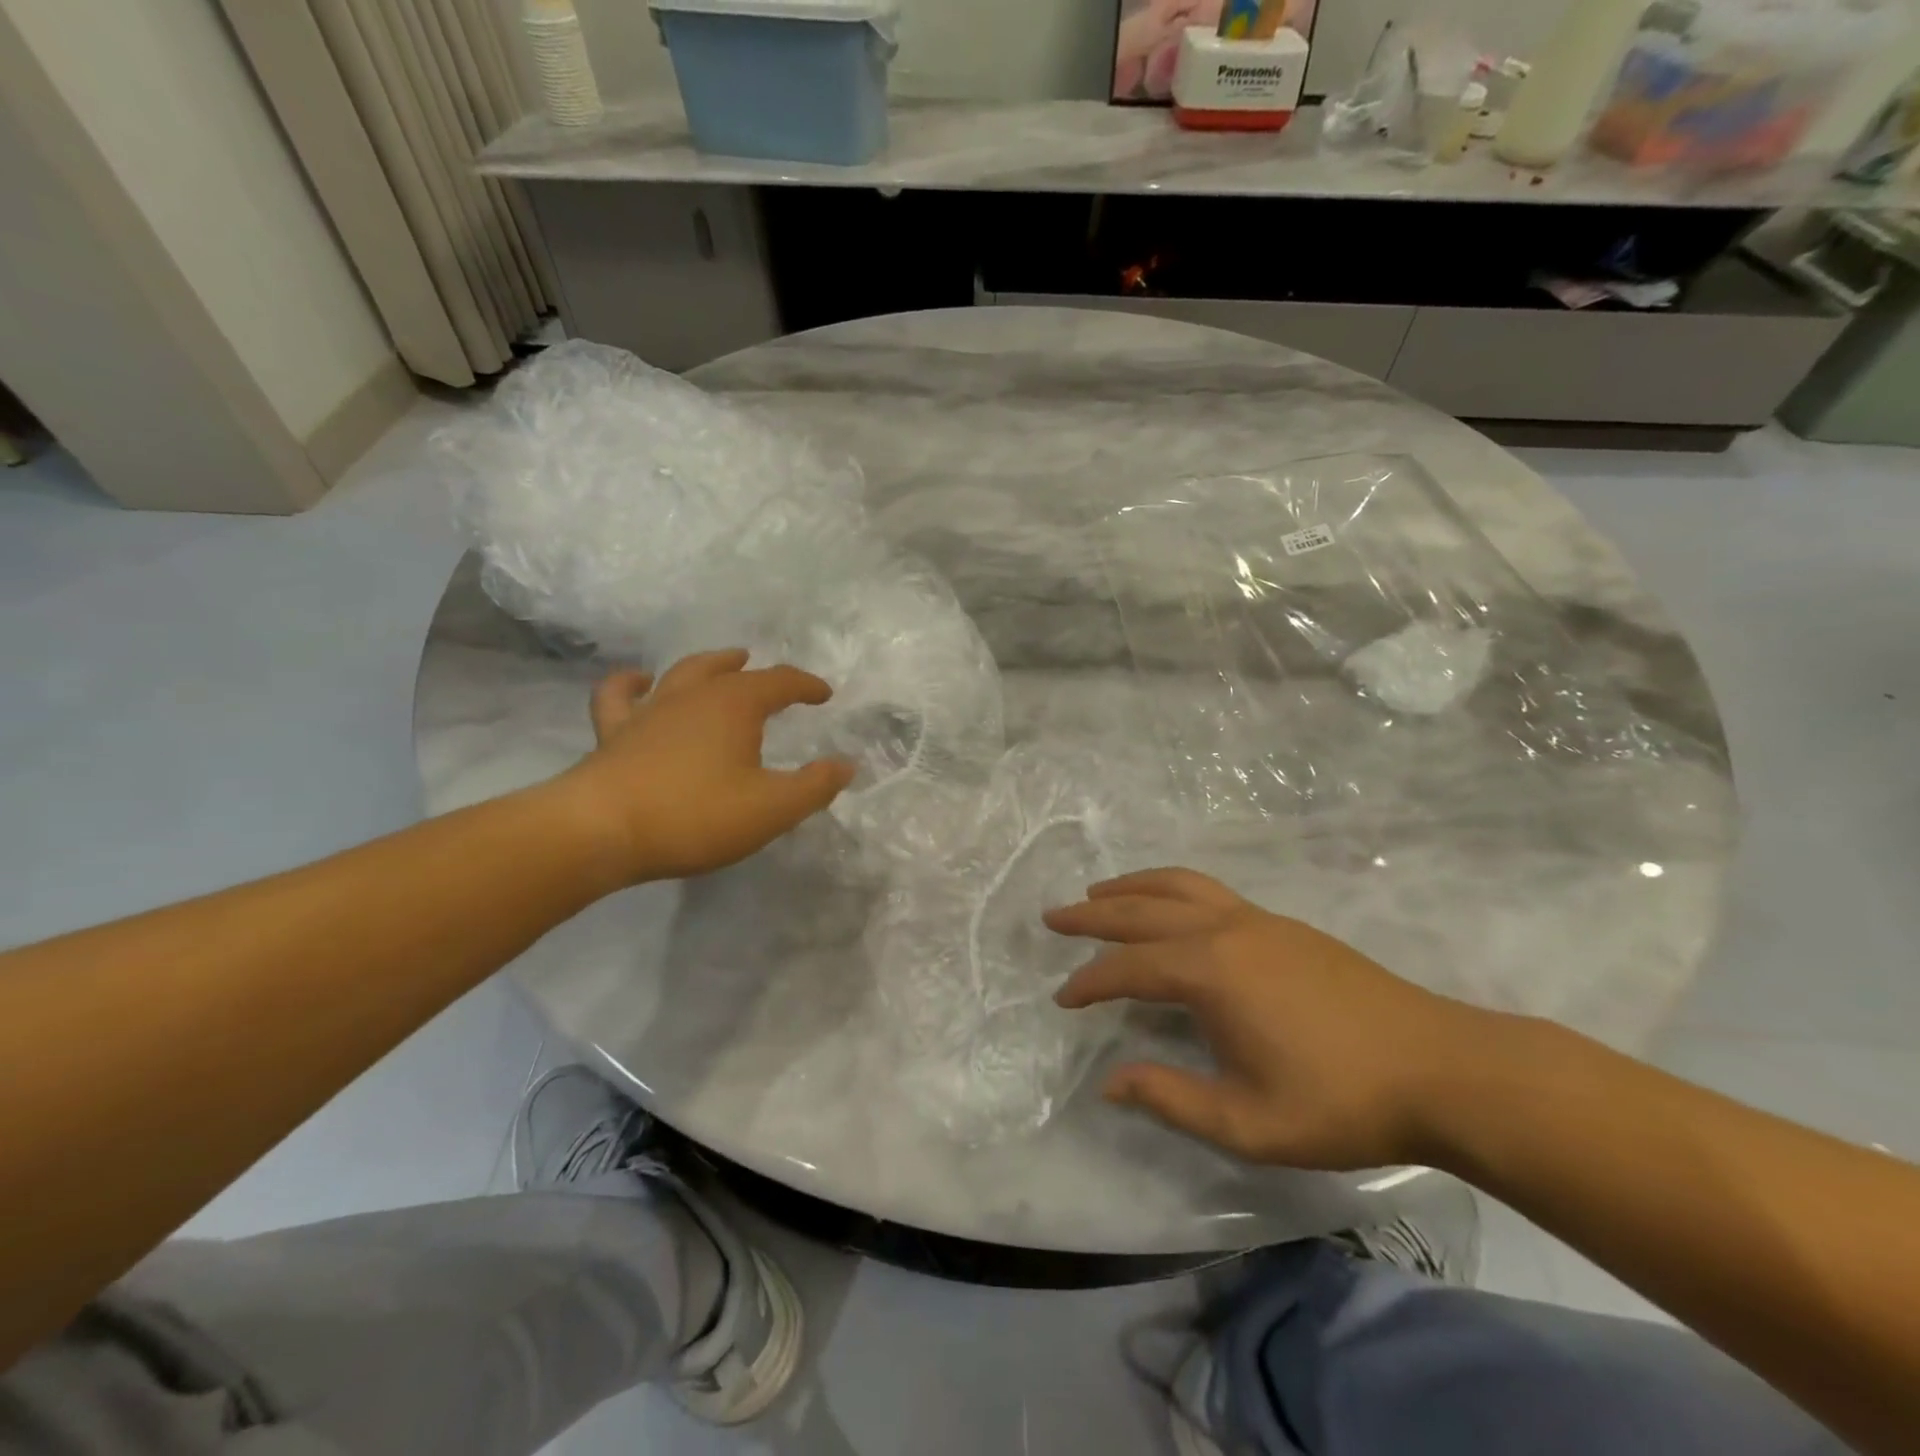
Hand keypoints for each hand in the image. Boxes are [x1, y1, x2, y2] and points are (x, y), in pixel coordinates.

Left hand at [557, 649, 855, 884]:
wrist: (600, 831)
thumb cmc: (695, 816)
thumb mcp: (771, 808)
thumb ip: (814, 786)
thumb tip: (846, 764)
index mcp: (735, 705)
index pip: (780, 682)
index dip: (805, 685)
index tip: (824, 694)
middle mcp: (693, 696)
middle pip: (729, 670)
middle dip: (754, 671)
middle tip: (763, 668)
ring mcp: (649, 711)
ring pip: (682, 674)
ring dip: (706, 665)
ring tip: (720, 663)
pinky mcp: (613, 734)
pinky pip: (619, 696)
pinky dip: (630, 683)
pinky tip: (639, 682)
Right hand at [1047, 868, 1503, 1169]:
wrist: (1441, 1068)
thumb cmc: (1340, 1102)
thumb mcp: (1248, 1123)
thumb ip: (1171, 1097)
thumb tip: (1111, 1081)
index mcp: (1209, 972)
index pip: (1127, 968)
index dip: (1088, 983)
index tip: (1062, 999)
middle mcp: (1224, 931)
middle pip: (1142, 911)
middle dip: (1092, 915)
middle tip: (1054, 917)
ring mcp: (1257, 920)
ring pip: (1178, 886)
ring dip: (1132, 887)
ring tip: (1099, 893)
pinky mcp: (1282, 925)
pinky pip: (1209, 891)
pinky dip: (1171, 889)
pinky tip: (1169, 908)